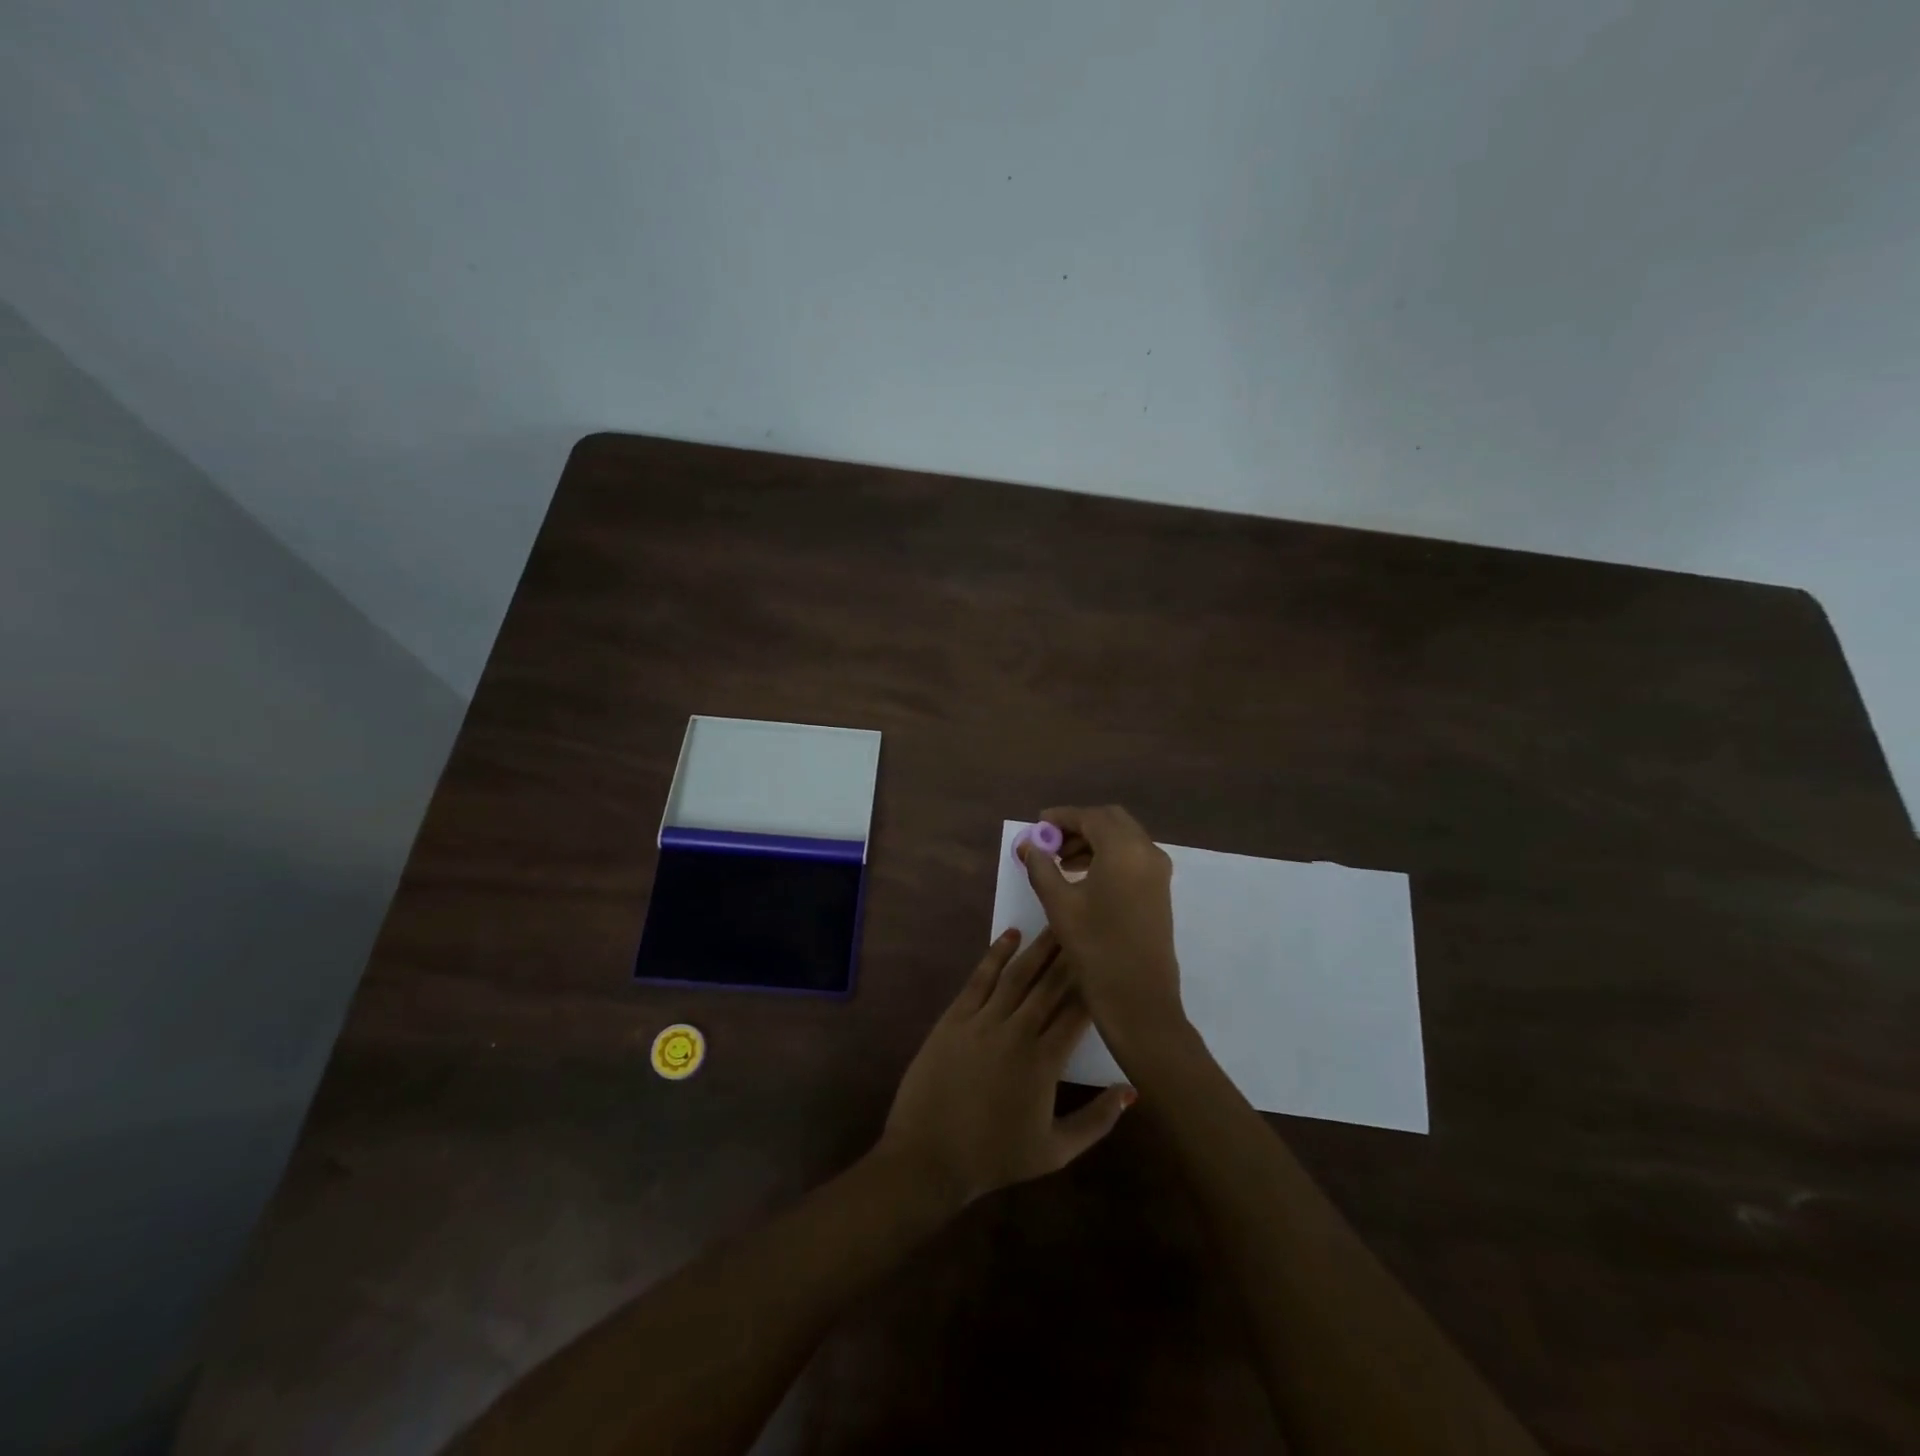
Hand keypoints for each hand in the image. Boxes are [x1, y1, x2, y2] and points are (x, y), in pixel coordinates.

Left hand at [878, 927, 1134, 1205]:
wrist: (928, 1156)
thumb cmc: (995, 1156)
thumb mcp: (1055, 1152)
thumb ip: (1097, 1121)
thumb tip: (1131, 1090)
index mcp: (1044, 1062)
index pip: (1077, 1012)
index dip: (1093, 984)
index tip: (1107, 960)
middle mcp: (1016, 1032)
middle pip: (1050, 985)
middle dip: (1070, 955)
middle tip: (1087, 927)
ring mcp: (982, 1021)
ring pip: (1018, 975)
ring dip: (1039, 947)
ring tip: (1057, 923)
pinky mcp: (954, 1017)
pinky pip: (980, 978)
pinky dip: (996, 954)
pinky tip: (1011, 935)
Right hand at [1020, 805, 1183, 1049]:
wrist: (1139, 998)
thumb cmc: (1096, 948)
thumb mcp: (1060, 905)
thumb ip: (1041, 867)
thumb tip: (1028, 845)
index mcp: (1124, 850)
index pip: (1090, 817)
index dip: (1061, 817)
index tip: (1037, 826)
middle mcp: (1147, 852)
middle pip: (1110, 820)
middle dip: (1079, 825)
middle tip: (1050, 843)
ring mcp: (1158, 871)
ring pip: (1123, 838)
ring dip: (1093, 841)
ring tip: (1061, 863)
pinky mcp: (1159, 889)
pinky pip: (1132, 856)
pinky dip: (1108, 855)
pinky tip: (1084, 877)